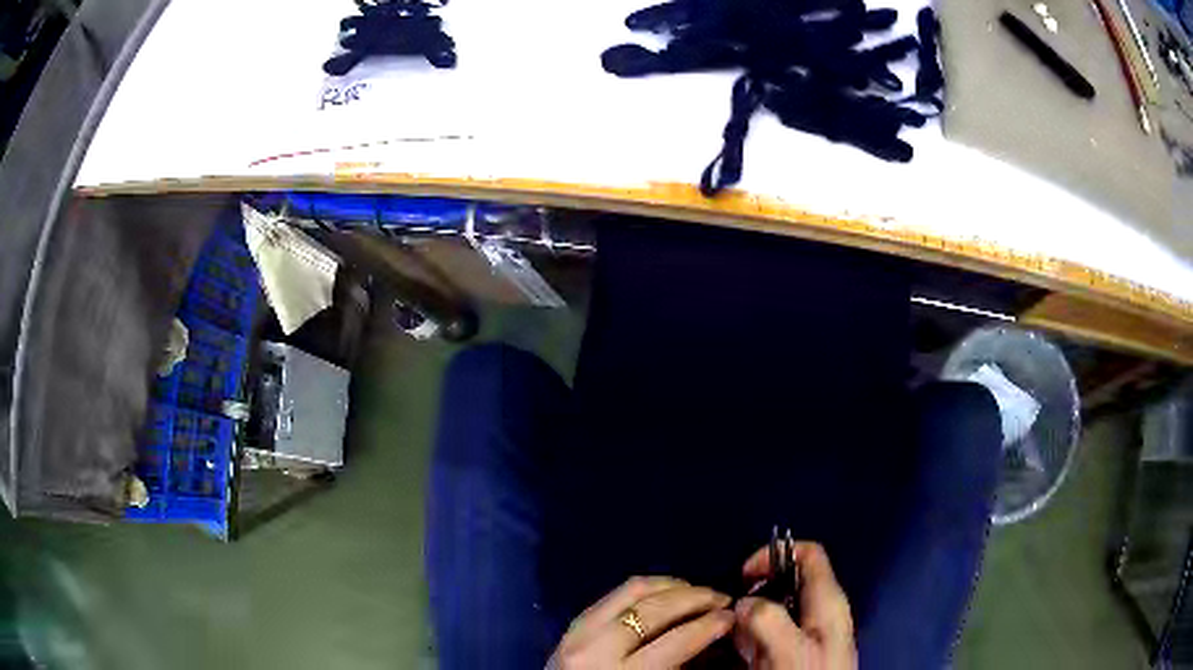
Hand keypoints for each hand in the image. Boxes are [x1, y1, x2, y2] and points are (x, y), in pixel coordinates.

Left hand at [548, 576, 734, 668]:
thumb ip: (682, 666)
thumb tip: (714, 637)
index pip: (676, 641)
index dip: (710, 625)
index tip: (732, 617)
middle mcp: (598, 647)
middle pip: (654, 609)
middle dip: (696, 598)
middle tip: (722, 598)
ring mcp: (580, 631)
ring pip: (633, 591)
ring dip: (672, 587)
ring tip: (698, 591)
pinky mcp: (573, 623)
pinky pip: (614, 594)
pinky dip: (645, 589)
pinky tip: (666, 592)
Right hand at [734, 542, 855, 669]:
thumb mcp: (792, 651)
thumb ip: (769, 620)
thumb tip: (743, 602)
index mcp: (828, 601)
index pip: (809, 554)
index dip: (776, 555)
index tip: (744, 575)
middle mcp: (820, 612)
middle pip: (786, 583)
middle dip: (756, 594)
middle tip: (734, 615)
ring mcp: (808, 633)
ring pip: (775, 610)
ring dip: (750, 620)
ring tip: (738, 640)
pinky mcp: (796, 652)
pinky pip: (770, 634)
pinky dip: (752, 638)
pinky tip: (744, 655)